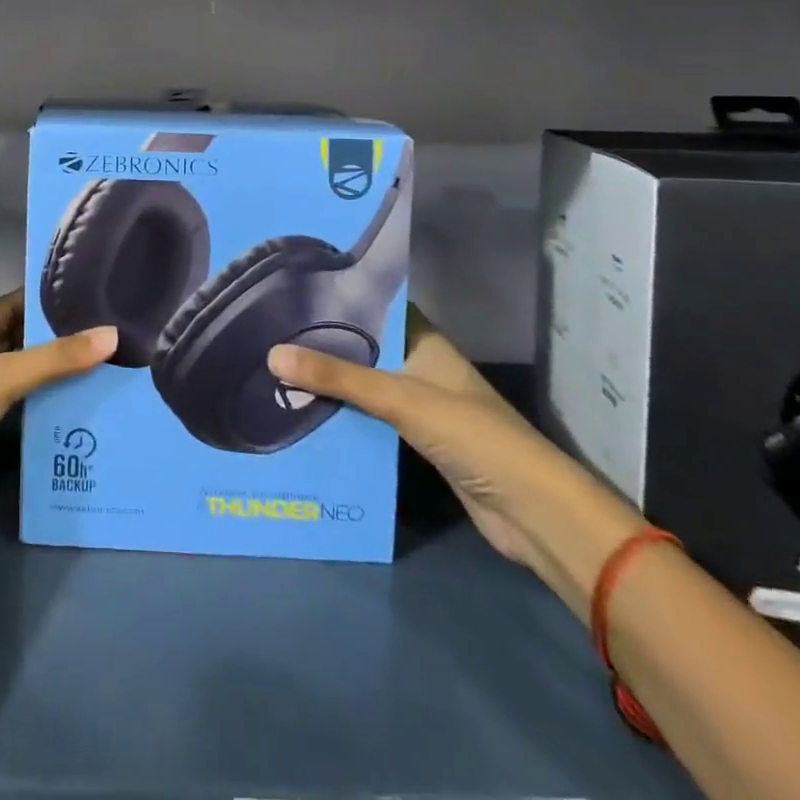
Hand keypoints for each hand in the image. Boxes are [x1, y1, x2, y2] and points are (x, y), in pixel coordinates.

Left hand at [0, 291, 115, 560]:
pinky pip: (15, 410)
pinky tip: (72, 408)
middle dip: (51, 339)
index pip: (7, 307)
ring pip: (17, 378)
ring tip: (97, 367)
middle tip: (100, 334)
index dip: (40, 300)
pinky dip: (40, 407)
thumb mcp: (2, 376)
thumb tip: (112, 335)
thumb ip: (55, 358)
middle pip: (15, 342)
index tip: (83, 296)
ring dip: (49, 375)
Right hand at [268, 307, 644, 620]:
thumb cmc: (470, 434)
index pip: (375, 307)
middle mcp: (421, 365)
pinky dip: (343, 414)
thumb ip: (337, 377)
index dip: (338, 297)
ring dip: (330, 381)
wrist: (530, 511)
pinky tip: (304, 411)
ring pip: (364, 382)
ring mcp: (420, 404)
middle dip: (324, 341)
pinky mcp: (417, 440)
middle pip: (365, 346)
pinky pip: (370, 417)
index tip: (291, 289)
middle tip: (268, 329)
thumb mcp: (399, 398)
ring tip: (274, 366)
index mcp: (424, 341)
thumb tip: (271, 354)